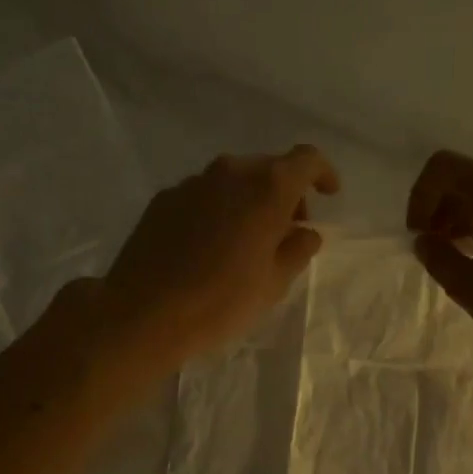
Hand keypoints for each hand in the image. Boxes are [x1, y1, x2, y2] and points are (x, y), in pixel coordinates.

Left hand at [100, 145, 338, 373]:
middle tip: (289, 231)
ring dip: (251, 201)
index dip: (323, 173)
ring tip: (248, 242)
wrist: (144, 313)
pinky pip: (205, 195)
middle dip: (286, 194)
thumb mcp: (274, 283)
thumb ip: (298, 249)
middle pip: (269, 168)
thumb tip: (306, 232)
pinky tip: (211, 247)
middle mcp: (230, 173)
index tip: (329, 194)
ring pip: (234, 181)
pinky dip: (219, 210)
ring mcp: (192, 183)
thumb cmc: (221, 301)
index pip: (306, 160)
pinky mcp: (163, 199)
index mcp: (266, 188)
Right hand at [406, 150, 472, 365]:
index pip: (443, 167)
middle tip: (438, 250)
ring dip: (471, 220)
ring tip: (466, 260)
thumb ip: (438, 257)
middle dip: (444, 210)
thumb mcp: (467, 286)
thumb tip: (426, 241)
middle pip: (471, 180)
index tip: (420, 235)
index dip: (420, 197)